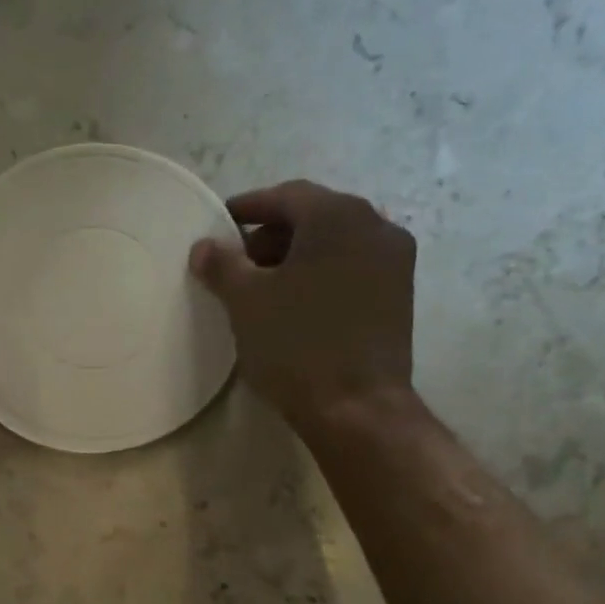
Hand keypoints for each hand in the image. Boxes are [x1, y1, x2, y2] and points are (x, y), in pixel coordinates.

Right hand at [190, 180, 416, 430]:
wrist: (357, 407)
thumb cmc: (296, 344)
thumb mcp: (245, 301)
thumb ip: (222, 265)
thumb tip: (205, 246)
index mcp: (338, 216)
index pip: (286, 196)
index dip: (249, 207)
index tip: (221, 223)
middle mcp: (375, 225)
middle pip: (314, 216)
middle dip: (272, 235)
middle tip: (239, 263)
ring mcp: (394, 261)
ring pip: (335, 243)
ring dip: (297, 256)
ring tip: (264, 288)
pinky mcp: (399, 294)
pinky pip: (352, 267)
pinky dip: (321, 274)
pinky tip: (297, 304)